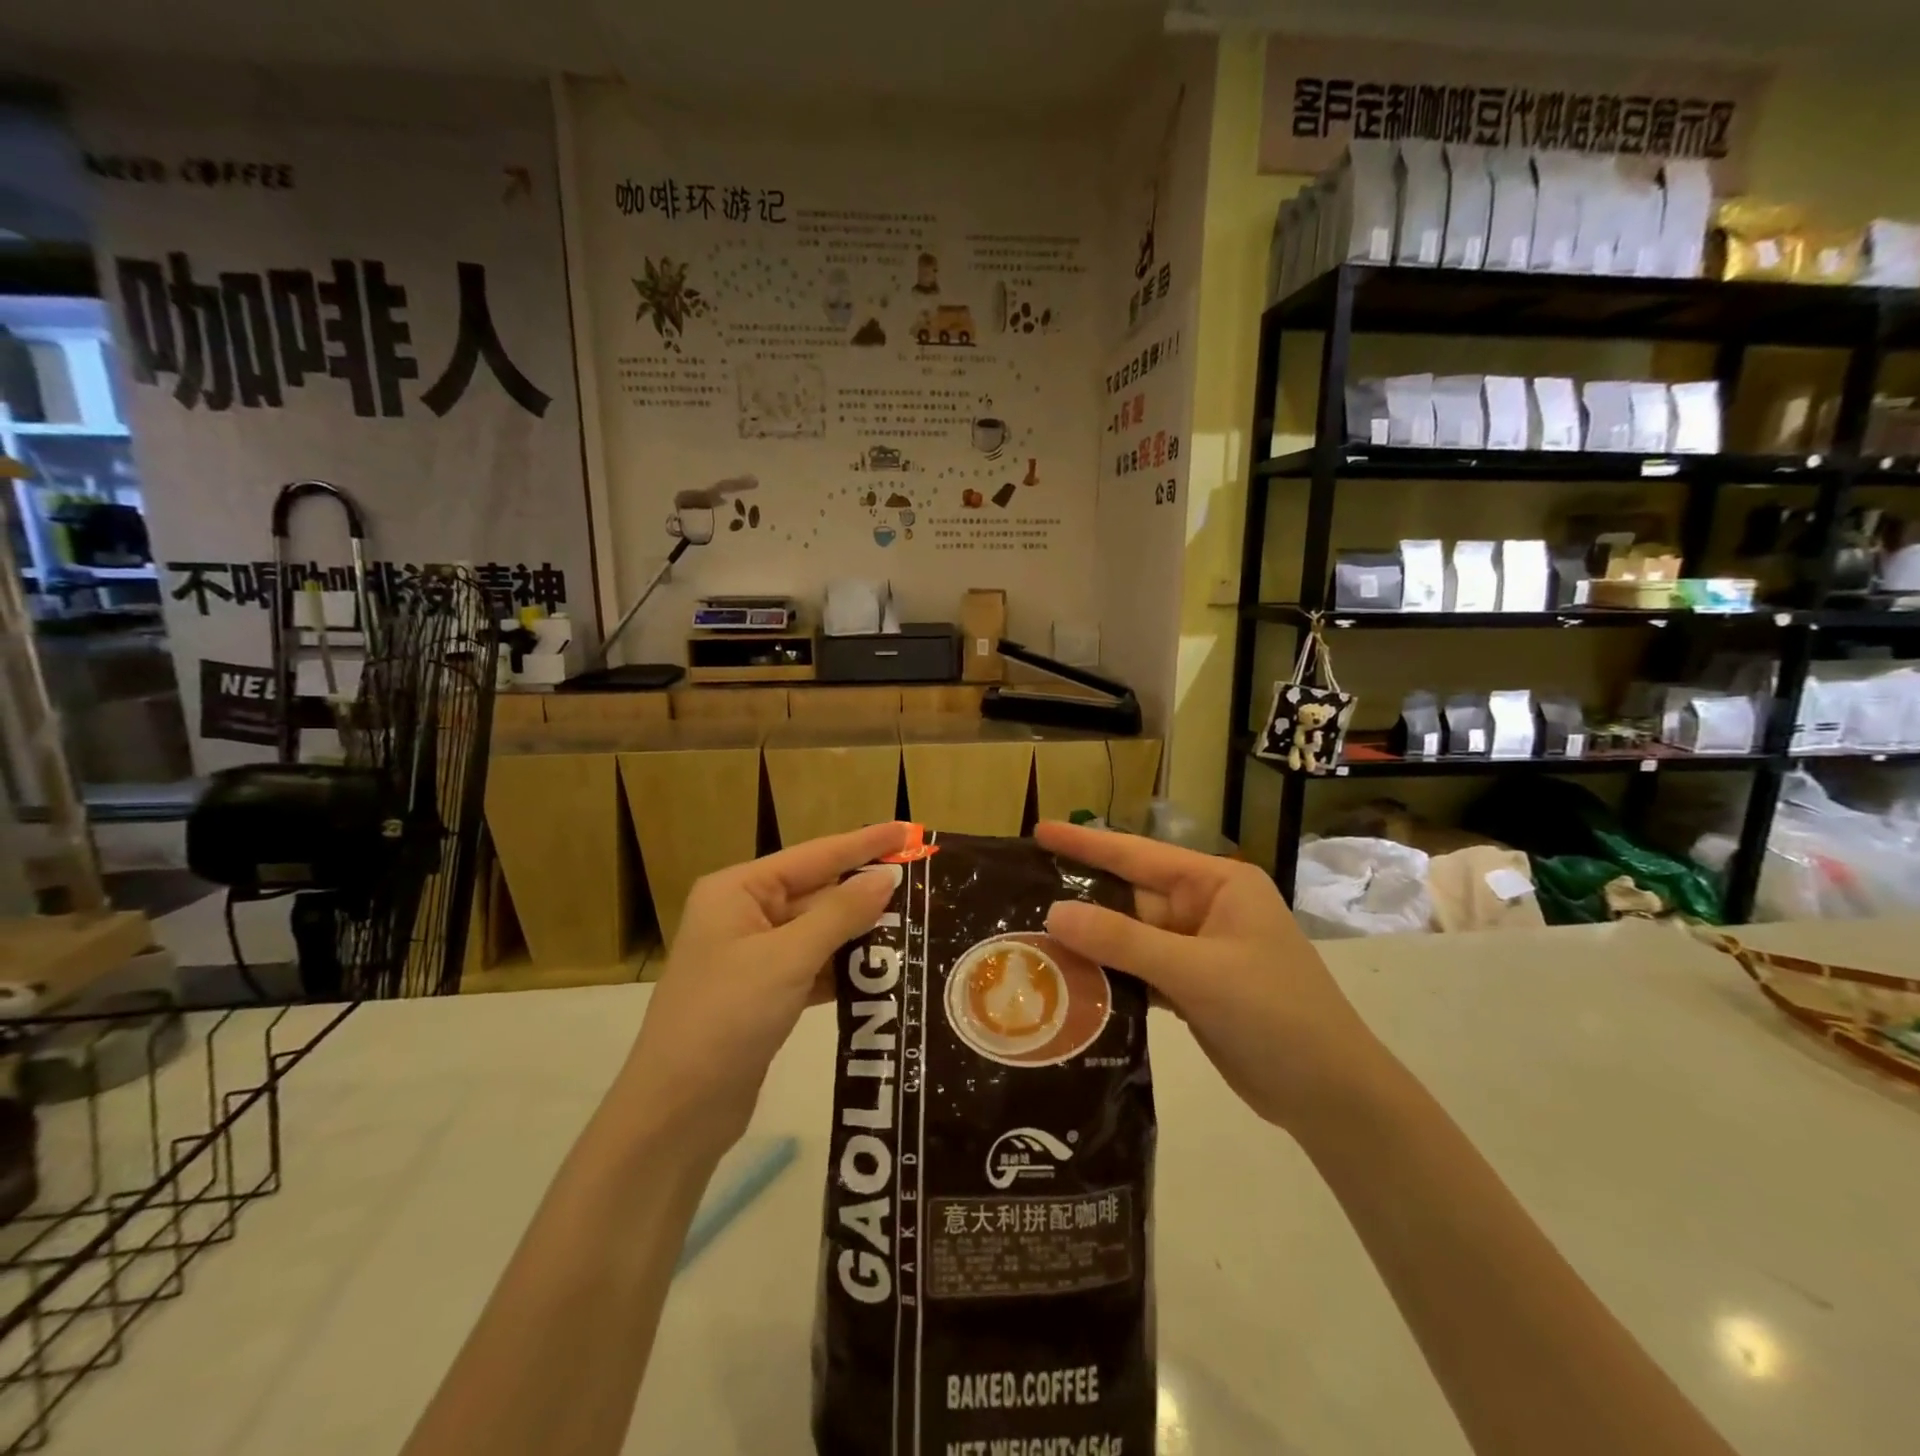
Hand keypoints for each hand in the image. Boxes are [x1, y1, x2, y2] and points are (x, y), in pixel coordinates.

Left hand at [622, 822, 910, 1152]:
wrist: (676, 1112)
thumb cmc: (726, 1018)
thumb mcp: (787, 959)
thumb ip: (841, 914)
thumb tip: (888, 876)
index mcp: (738, 891)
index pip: (814, 855)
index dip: (864, 843)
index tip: (910, 830)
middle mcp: (745, 914)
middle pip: (818, 892)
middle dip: (867, 893)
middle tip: (923, 886)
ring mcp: (754, 956)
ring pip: (820, 932)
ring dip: (861, 933)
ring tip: (917, 924)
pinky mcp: (765, 993)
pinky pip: (815, 966)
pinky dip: (846, 968)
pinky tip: (886, 970)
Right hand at [1036, 821, 1379, 1131]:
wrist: (1331, 1096)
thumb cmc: (1274, 1014)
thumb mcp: (1197, 971)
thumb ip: (1123, 941)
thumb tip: (1054, 913)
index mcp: (1217, 885)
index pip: (1139, 855)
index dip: (1087, 843)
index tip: (1039, 830)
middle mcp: (1205, 909)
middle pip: (1130, 897)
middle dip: (1080, 898)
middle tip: (1019, 894)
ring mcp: (1198, 951)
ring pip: (1130, 937)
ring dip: (1090, 941)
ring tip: (1030, 938)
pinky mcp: (1191, 989)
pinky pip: (1139, 971)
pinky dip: (1109, 976)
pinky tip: (1068, 979)